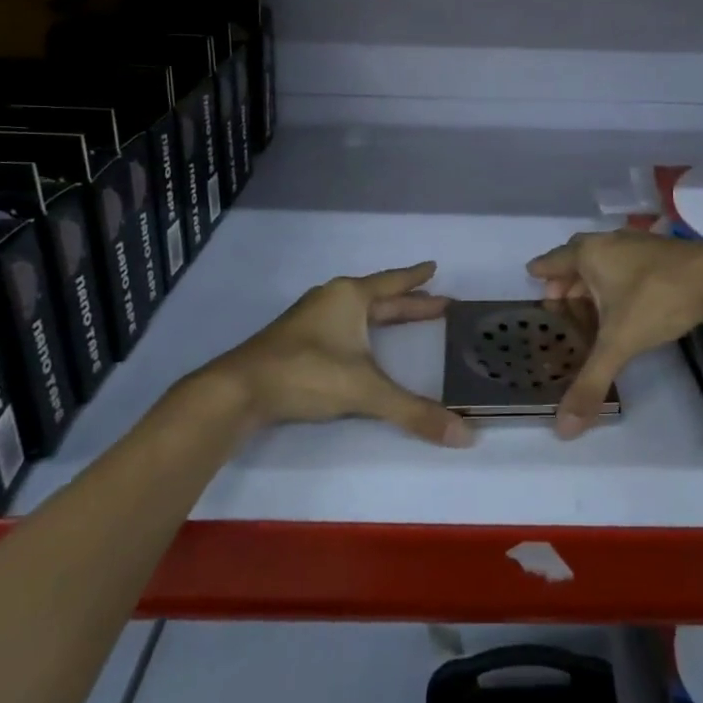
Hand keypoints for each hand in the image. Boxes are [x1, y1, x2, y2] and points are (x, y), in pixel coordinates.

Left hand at [203, 262, 473, 446]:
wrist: (238, 390)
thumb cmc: (307, 374)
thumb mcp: (365, 390)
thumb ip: (413, 412)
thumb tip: (464, 436)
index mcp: (350, 297)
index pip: (393, 283)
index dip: (416, 278)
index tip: (434, 267)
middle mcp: (331, 299)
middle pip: (378, 296)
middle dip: (407, 302)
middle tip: (436, 303)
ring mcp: (310, 318)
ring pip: (356, 310)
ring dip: (381, 314)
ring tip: (400, 319)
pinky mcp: (295, 339)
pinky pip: (340, 324)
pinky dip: (360, 328)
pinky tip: (359, 342)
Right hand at [527, 230, 702, 438]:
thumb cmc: (656, 301)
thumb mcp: (619, 343)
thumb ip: (591, 382)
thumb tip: (562, 429)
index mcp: (590, 254)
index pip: (555, 259)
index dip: (542, 269)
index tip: (530, 274)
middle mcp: (609, 242)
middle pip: (578, 255)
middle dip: (566, 277)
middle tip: (557, 298)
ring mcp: (637, 243)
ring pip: (604, 257)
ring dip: (592, 277)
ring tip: (588, 302)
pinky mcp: (660, 252)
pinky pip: (625, 262)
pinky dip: (616, 277)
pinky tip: (624, 297)